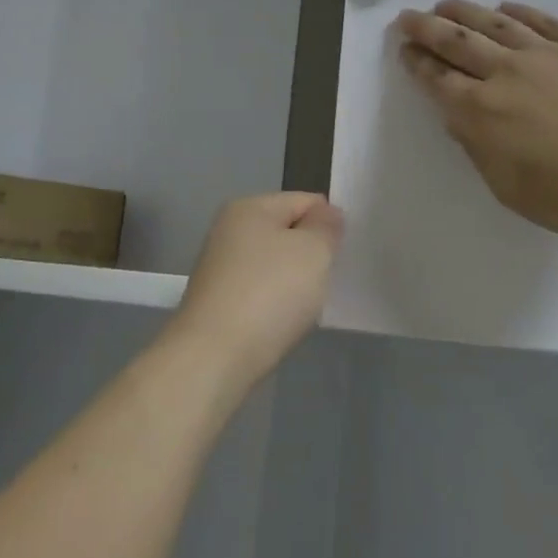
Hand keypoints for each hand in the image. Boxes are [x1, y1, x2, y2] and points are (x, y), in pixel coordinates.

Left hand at [170, 193, 343, 384]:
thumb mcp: (313, 251)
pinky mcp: (216, 302)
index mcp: (250, 207)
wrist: (214, 357)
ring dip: (294, 281)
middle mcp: (229, 230)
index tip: (343, 253)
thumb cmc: (270, 293)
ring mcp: (219, 267)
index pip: (304, 200)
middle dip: (311, 253)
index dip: (329, 223)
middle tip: (327, 280)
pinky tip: (283, 322)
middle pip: (287, 232)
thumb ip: (326, 226)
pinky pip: (259, 292)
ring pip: (273, 264)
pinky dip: (275, 304)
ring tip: (306, 306)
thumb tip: (326, 213)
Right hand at [396, 0, 557, 245]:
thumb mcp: (510, 188)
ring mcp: (546, 53)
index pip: (438, 79)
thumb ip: (478, 149)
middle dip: (426, 27)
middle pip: (456, 41)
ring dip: (464, 12)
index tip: (404, 49)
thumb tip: (458, 119)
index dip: (417, 62)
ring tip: (446, 4)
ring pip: (494, 22)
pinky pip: (541, 20)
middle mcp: (506, 73)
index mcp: (482, 112)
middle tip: (408, 17)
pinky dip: (518, 11)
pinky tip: (505, 7)